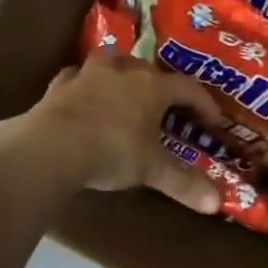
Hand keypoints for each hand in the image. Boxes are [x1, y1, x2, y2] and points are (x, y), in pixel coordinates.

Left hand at [19, 54, 227, 213]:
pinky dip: (85, 85)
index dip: (204, 103)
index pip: (188, 87)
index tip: (212, 120)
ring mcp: (89, 74)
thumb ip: (184, 183)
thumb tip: (216, 204)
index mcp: (153, 87)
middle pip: (150, 70)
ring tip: (126, 92)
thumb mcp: (152, 170)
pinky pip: (78, 77)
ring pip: (112, 63)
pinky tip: (85, 96)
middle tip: (166, 108)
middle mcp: (123, 71)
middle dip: (162, 87)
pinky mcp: (60, 85)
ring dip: (122, 75)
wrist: (51, 147)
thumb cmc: (112, 152)